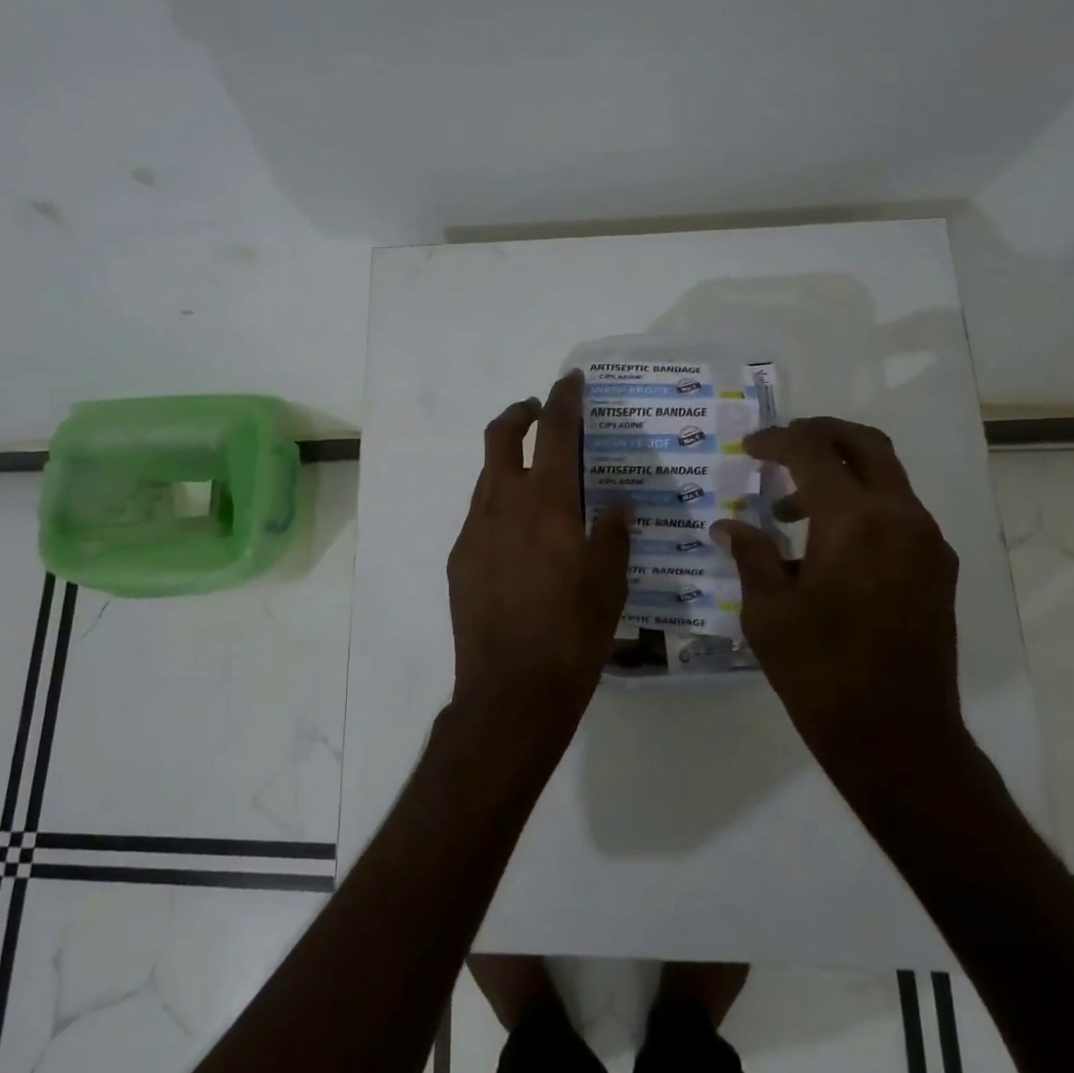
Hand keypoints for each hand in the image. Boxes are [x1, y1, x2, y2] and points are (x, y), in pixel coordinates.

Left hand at [447, 373, 631, 744]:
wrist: (509, 691)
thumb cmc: (571, 635)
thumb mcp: (609, 584)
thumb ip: (613, 534)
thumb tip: (614, 505)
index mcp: (546, 503)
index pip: (555, 432)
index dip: (564, 399)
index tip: (571, 381)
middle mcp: (503, 504)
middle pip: (501, 437)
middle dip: (520, 414)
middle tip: (540, 413)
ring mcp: (474, 531)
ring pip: (487, 477)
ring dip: (509, 462)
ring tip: (537, 477)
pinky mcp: (459, 559)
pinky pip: (480, 516)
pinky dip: (499, 506)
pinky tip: (519, 536)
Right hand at [712, 418, 964, 793]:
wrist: (897, 737)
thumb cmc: (820, 672)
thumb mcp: (768, 612)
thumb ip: (751, 555)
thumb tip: (728, 526)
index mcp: (855, 521)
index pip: (813, 453)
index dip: (776, 441)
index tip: (748, 448)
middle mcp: (902, 518)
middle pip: (866, 445)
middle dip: (820, 434)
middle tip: (780, 445)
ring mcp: (928, 543)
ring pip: (886, 478)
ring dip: (839, 475)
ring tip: (789, 512)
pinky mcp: (937, 570)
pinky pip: (898, 514)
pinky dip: (861, 507)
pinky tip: (825, 546)